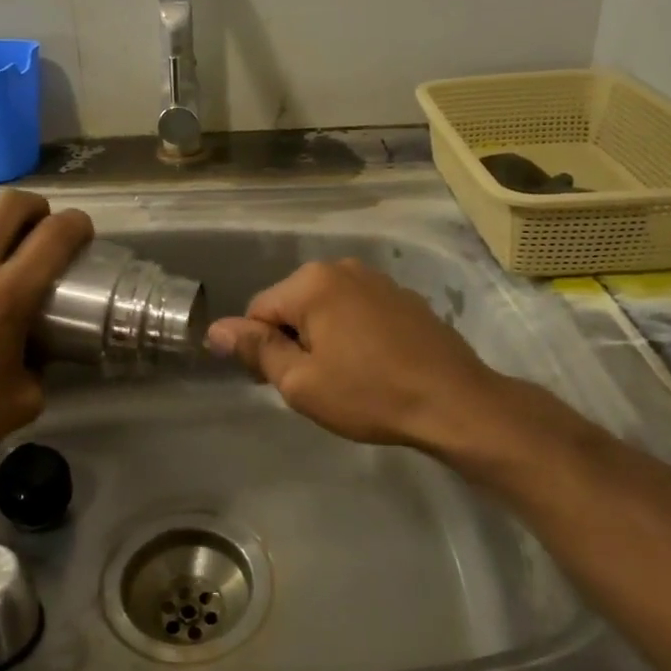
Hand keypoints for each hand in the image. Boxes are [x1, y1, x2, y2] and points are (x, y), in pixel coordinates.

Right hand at [206, 258, 532, 462]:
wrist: (455, 402)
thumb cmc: (369, 394)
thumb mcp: (301, 381)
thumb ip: (256, 349)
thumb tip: (215, 328)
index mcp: (311, 282)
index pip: (258, 311)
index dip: (261, 350)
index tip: (283, 383)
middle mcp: (342, 268)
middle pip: (292, 305)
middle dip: (294, 341)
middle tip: (317, 384)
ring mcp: (377, 279)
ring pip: (326, 308)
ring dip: (324, 337)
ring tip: (347, 377)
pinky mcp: (403, 296)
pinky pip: (358, 310)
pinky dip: (354, 333)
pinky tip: (374, 365)